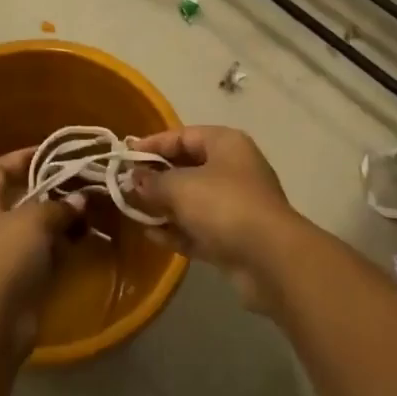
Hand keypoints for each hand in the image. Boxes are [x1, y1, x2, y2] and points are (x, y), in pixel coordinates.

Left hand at [0, 148, 85, 357]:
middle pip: (20, 198)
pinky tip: (85, 238)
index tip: (52, 152)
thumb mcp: (33, 221)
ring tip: (90, 207)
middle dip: (50, 189)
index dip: (22, 157)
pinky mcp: (20, 282)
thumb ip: (58, 206)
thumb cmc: (3, 259)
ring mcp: (3, 256)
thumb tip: (80, 199)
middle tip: (81, 180)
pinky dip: (62, 246)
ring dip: (60, 219)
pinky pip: (44, 255)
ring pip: (35, 228)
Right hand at [128, 126, 301, 309]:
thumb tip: (134, 180)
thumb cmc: (224, 205)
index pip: (183, 136)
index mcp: (225, 144)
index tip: (126, 155)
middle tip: (126, 186)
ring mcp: (235, 205)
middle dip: (156, 177)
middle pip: (187, 167)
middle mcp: (232, 169)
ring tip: (133, 210)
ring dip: (164, 206)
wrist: (271, 260)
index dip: (153, 144)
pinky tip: (151, 235)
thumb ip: (153, 182)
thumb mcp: (180, 187)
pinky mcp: (234, 238)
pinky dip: (177, 230)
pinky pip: (199, 228)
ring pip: (192, 200)